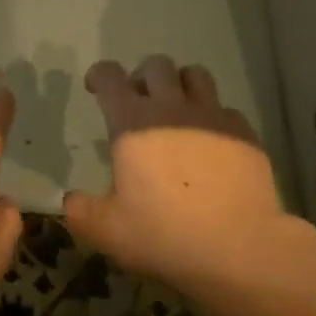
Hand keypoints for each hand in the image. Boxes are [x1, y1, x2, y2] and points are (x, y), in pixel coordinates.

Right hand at [64, 57, 294, 301]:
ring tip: (177, 110)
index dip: (99, 75)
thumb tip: (71, 200)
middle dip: (142, 77)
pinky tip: (211, 143)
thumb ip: (81, 211)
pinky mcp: (244, 133)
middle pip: (155, 66)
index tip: (95, 88)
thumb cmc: (165, 235)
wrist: (240, 249)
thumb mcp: (108, 232)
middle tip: (138, 103)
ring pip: (194, 75)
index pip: (109, 76)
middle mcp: (171, 107)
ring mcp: (212, 116)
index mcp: (132, 122)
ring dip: (180, 85)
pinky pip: (225, 110)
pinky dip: (213, 118)